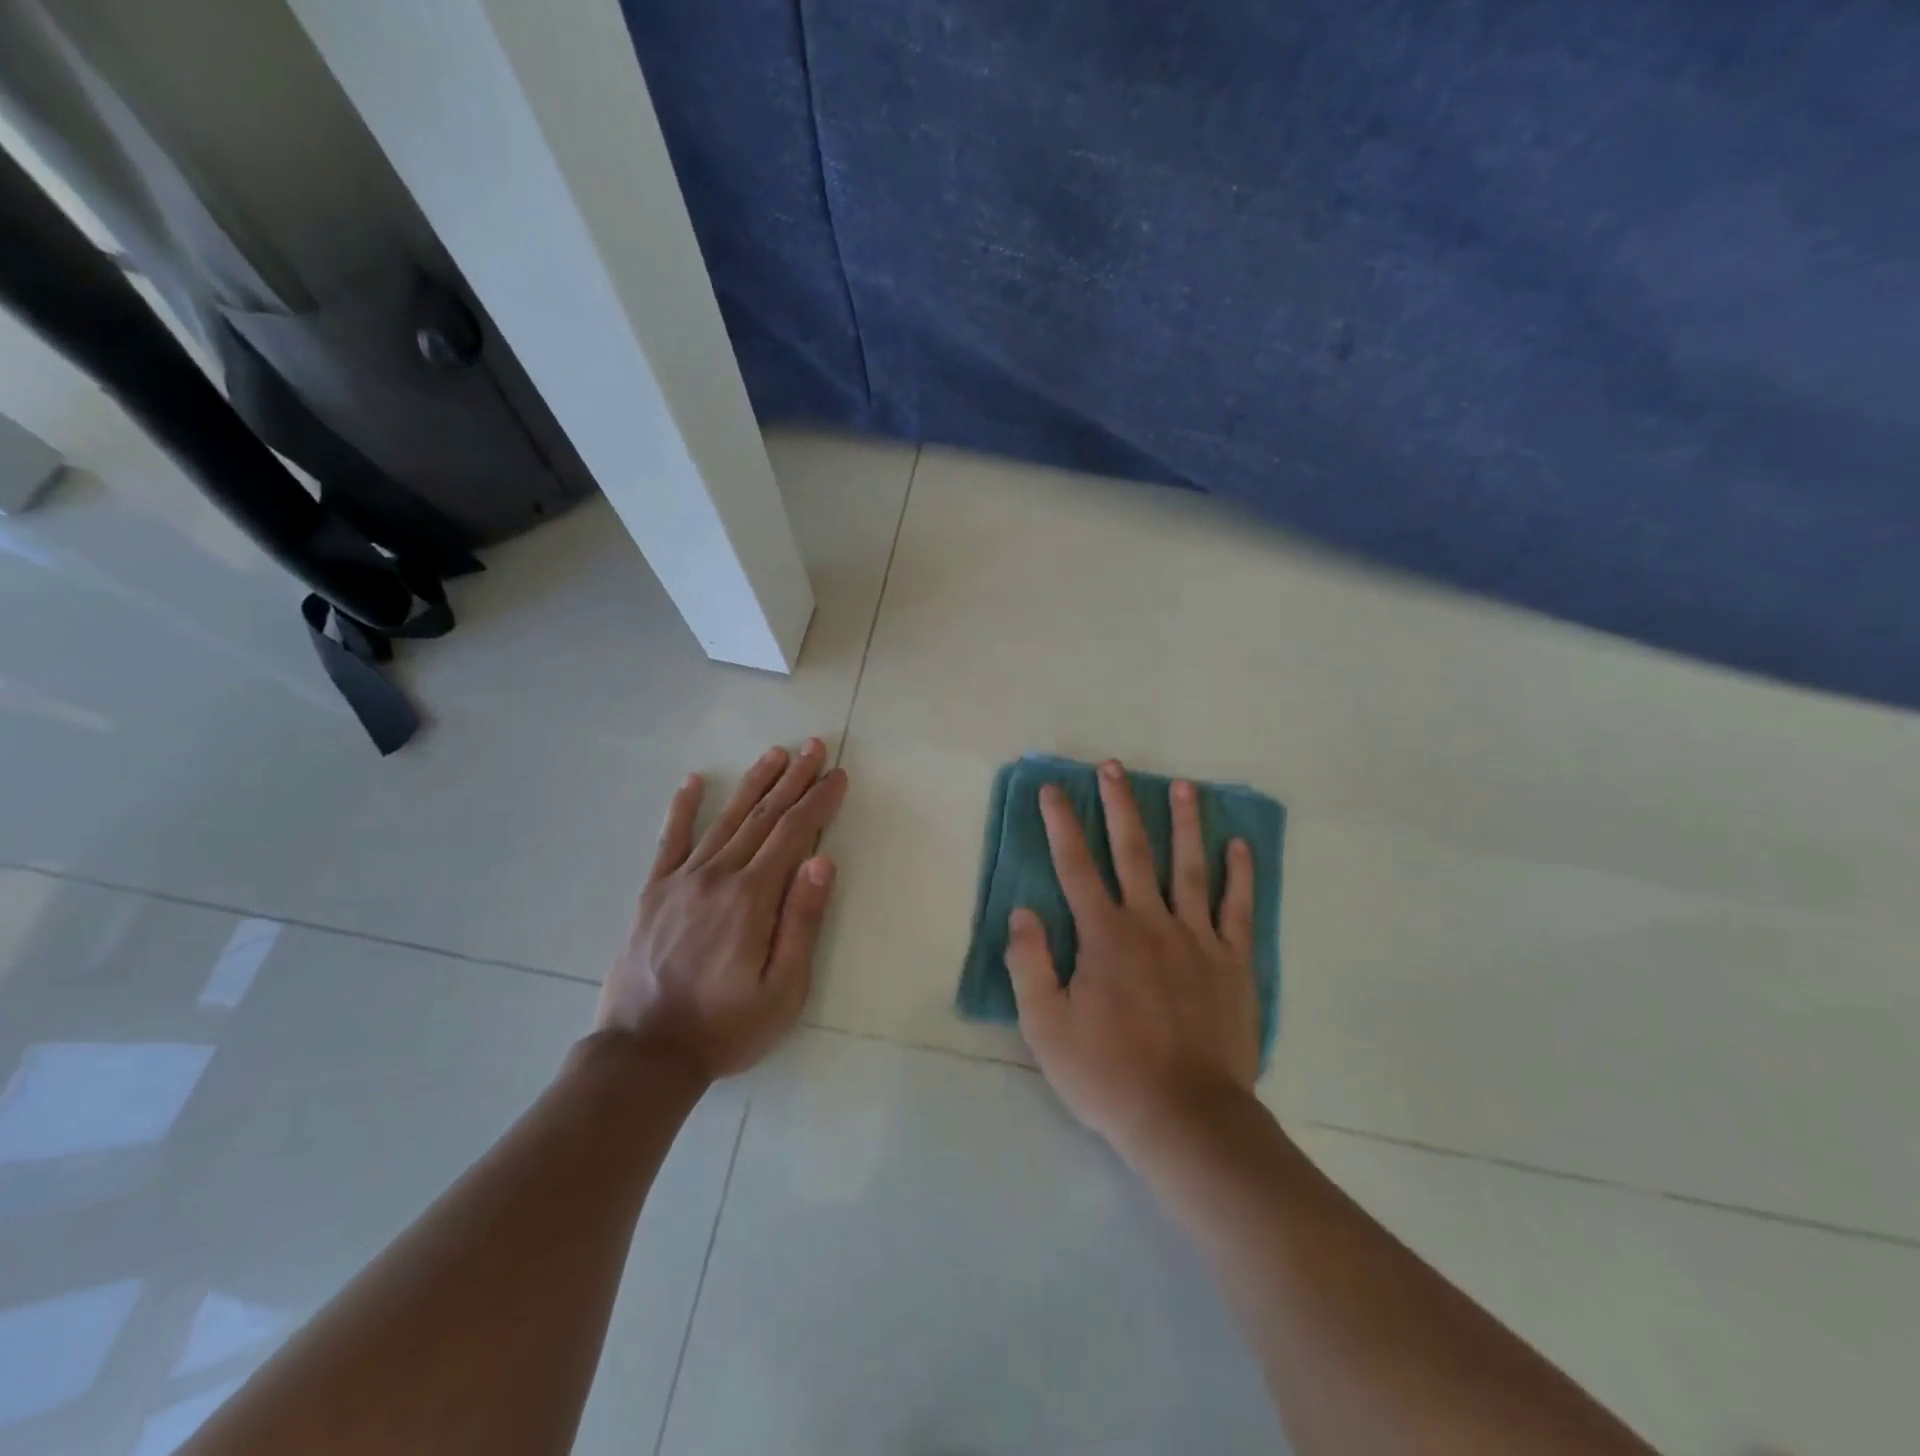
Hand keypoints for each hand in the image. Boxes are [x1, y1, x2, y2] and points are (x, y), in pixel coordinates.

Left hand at [594, 739, 848, 1079]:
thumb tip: (822, 860)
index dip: (818, 801)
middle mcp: (718, 876)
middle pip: (763, 817)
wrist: (643, 1054)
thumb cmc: (726, 1027)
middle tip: (813, 745)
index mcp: (752, 898)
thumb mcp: (783, 989)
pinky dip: (683, 808)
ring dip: (753, 783)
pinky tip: (694, 781)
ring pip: (724, 820)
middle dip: (793, 779)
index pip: (794, 834)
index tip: (837, 774)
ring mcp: (681, 881)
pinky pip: (670, 841)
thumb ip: (802, 921)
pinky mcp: (653, 893)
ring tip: (775, 754)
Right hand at [1007, 759, 1259, 1154]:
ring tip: (1185, 786)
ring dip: (1185, 823)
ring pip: (1189, 868)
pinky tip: (1239, 845)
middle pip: (1133, 851)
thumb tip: (1023, 912)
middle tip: (1113, 767)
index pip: (1076, 866)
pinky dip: (1240, 874)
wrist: (1185, 1117)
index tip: (1053, 789)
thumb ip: (1030, 964)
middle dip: (1120, 805)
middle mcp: (1150, 922)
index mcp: (1104, 935)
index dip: (1061, 824)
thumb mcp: (1046, 1027)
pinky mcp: (1234, 962)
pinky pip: (1238, 908)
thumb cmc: (1108, 1073)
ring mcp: (1197, 939)